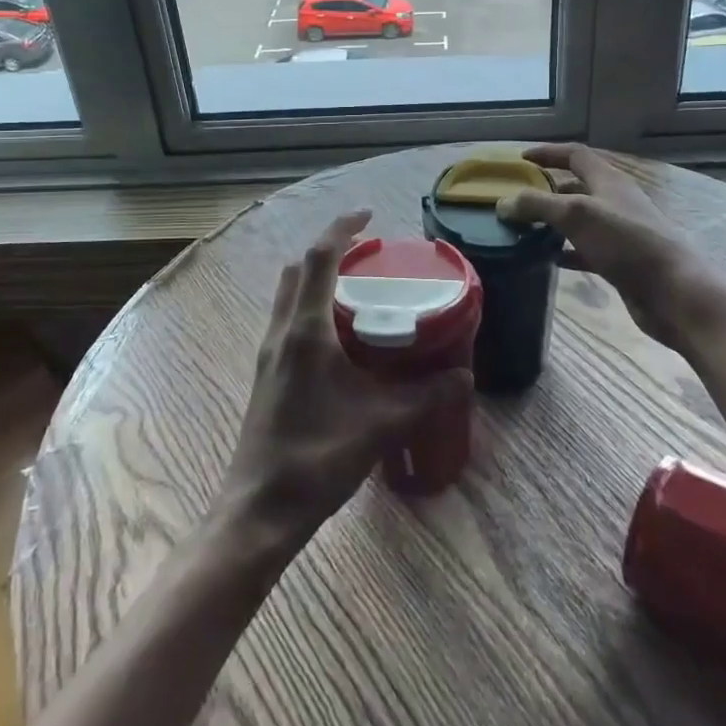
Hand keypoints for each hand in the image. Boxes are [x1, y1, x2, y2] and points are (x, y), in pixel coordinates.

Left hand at [217, 211, 472, 544]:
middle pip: (299, 270)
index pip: (319, 260)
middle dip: (329, 251)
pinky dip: (311, 307)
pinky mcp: (267, 373)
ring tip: (356, 289)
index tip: (368, 216)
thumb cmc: (317, 459)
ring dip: (317, 279)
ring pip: (289, 295)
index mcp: (305, 332)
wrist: (261, 510)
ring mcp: (269, 353)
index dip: (341, 229)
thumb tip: (464, 376)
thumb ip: (425, 397)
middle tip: (367, 255)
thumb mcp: (380, 425)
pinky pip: (288, 319)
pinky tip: (340, 337)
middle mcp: (282, 332)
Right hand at [498, 145, 725, 348]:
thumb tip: (503, 203)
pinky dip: (565, 251)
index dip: (548, 153)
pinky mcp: (620, 262)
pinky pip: (585, 250)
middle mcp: (614, 201)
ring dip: (553, 222)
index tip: (520, 159)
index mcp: (608, 181)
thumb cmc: (627, 243)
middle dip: (546, 189)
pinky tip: (546, 259)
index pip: (575, 155)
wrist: (674, 292)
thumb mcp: (576, 215)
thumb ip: (537, 205)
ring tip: (523, 229)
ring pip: (579, 220)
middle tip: (515, 198)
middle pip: (576, 186)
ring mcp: (619, 233)